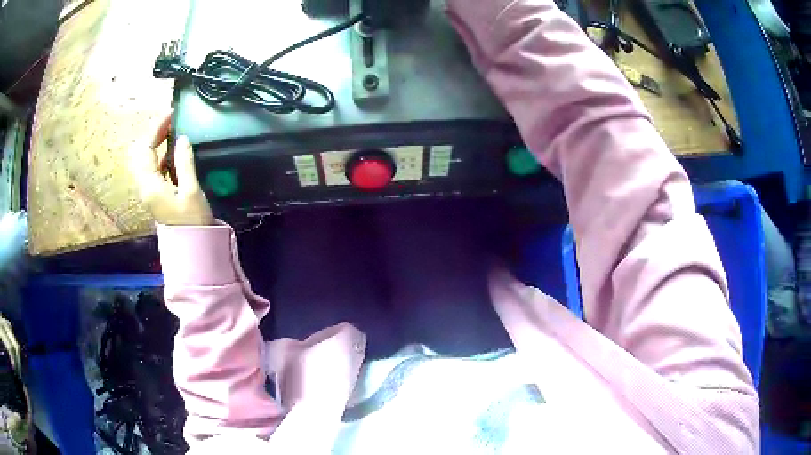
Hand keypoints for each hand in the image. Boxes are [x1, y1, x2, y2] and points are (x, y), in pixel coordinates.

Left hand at [129, 112, 213, 225]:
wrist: (193, 248)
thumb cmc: (193, 221)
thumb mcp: (191, 191)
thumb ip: (184, 162)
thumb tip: (182, 138)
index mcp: (150, 185)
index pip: (145, 149)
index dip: (156, 128)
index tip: (171, 114)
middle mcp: (145, 186)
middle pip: (139, 153)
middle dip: (152, 134)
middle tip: (170, 123)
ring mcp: (148, 191)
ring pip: (144, 160)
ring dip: (154, 143)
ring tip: (171, 132)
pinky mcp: (155, 194)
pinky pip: (151, 168)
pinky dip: (159, 155)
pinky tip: (172, 152)